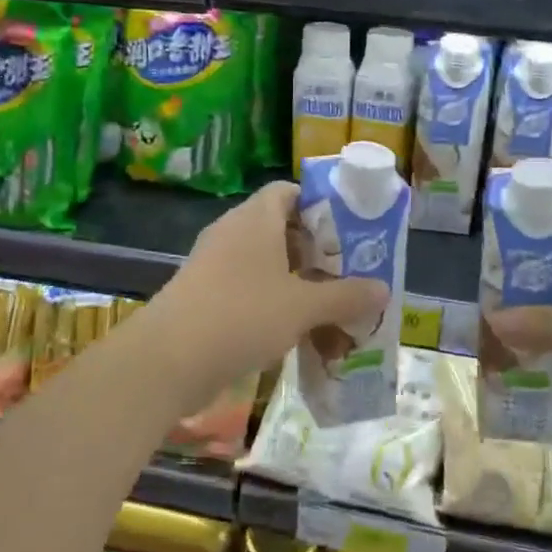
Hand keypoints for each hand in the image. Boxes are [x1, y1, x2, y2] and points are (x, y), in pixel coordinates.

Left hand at [140, 181, 388, 414]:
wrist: (168, 360)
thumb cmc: (242, 316)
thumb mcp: (303, 307)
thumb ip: (345, 296)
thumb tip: (383, 289)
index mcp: (255, 219)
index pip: (288, 191)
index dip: (320, 206)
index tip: (348, 232)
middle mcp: (232, 232)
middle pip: (280, 228)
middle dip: (314, 250)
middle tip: (346, 272)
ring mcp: (213, 264)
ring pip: (264, 262)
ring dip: (295, 280)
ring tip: (328, 304)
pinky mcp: (203, 294)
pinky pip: (246, 287)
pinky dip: (272, 302)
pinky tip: (294, 329)